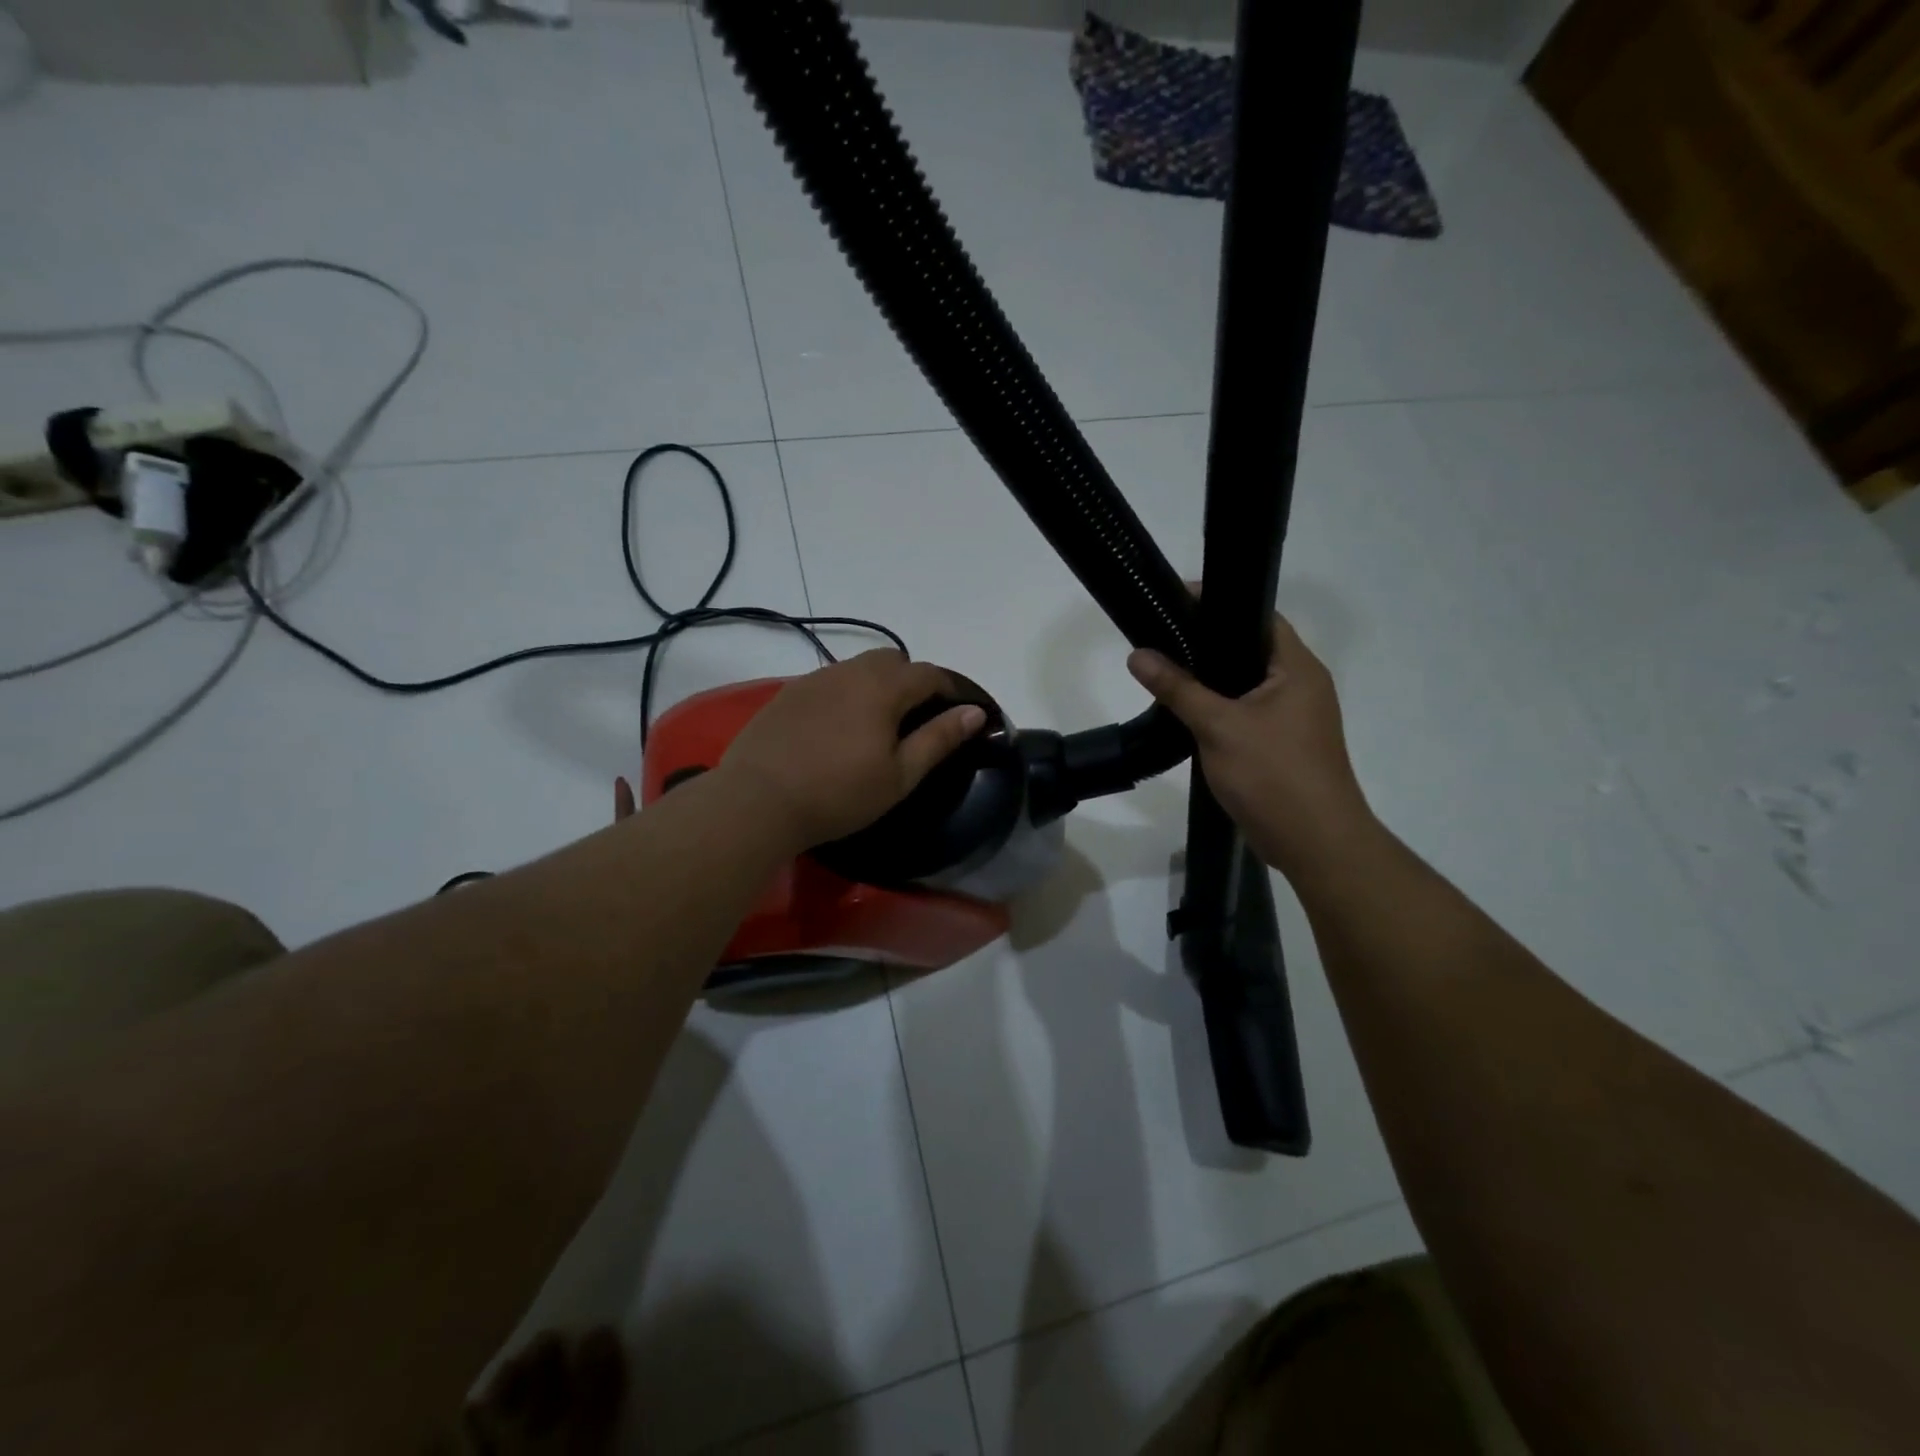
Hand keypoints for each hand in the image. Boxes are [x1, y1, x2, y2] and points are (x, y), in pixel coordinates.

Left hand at [715, 649, 986, 849]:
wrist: (757, 801)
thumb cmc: (838, 793)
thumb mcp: (899, 775)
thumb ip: (939, 738)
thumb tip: (974, 712)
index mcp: (883, 687)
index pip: (930, 674)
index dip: (951, 689)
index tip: (962, 711)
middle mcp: (849, 671)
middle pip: (893, 661)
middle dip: (913, 681)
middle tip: (918, 719)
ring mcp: (814, 679)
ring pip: (858, 668)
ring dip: (878, 685)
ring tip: (877, 724)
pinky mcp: (787, 694)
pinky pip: (830, 682)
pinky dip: (846, 694)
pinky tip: (837, 728)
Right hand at [1128, 614, 1374, 878]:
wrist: (1314, 843)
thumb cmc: (1273, 775)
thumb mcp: (1219, 726)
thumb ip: (1178, 688)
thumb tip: (1137, 654)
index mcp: (1297, 669)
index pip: (1260, 616)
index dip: (1221, 603)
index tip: (1177, 599)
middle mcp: (1300, 685)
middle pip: (1251, 649)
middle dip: (1209, 642)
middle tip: (1163, 634)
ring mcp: (1294, 717)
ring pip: (1246, 684)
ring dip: (1212, 679)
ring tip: (1167, 668)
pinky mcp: (1282, 744)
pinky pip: (1246, 712)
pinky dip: (1219, 707)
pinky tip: (1187, 711)